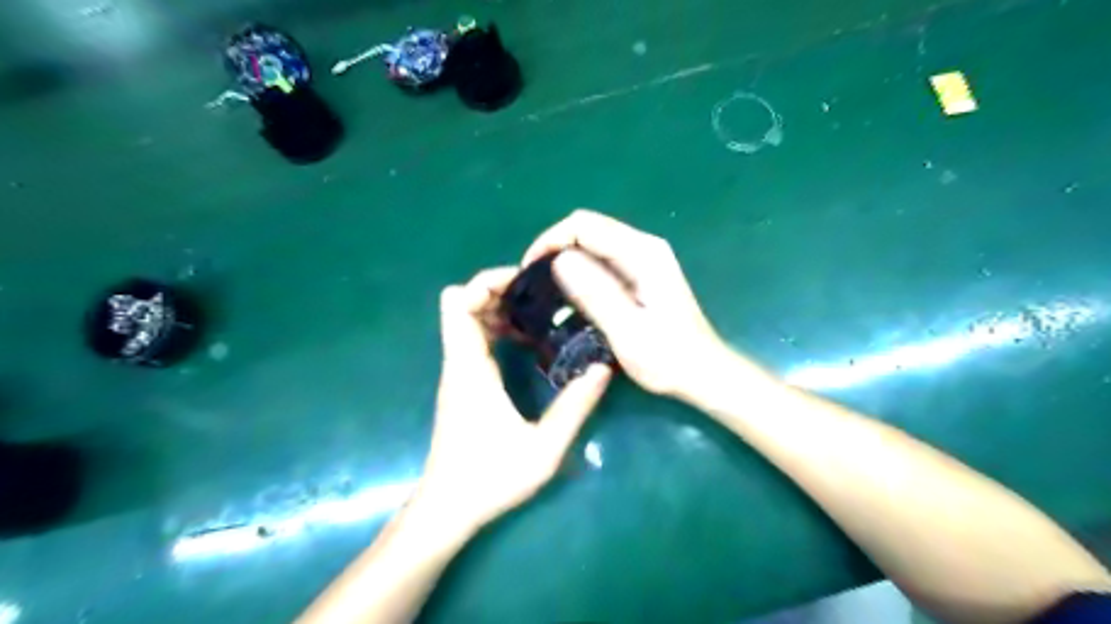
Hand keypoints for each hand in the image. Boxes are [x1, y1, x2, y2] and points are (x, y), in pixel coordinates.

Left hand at [417, 267, 610, 532]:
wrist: (448, 509)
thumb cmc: (490, 479)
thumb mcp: (543, 449)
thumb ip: (574, 408)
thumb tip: (602, 369)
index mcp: (469, 368)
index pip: (459, 303)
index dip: (487, 282)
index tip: (525, 282)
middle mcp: (458, 362)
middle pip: (462, 303)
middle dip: (499, 289)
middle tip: (541, 295)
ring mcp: (458, 372)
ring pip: (467, 318)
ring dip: (499, 307)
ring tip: (539, 312)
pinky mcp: (462, 383)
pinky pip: (473, 338)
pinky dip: (496, 327)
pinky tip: (527, 340)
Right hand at [525, 207, 736, 395]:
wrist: (703, 373)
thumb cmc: (667, 357)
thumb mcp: (627, 330)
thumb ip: (595, 294)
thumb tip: (558, 260)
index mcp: (642, 253)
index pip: (584, 225)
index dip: (551, 240)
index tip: (529, 269)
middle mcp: (644, 247)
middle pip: (588, 228)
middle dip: (555, 247)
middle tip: (534, 280)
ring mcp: (644, 259)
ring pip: (593, 243)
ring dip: (566, 258)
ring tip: (545, 287)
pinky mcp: (641, 274)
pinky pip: (602, 259)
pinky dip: (581, 269)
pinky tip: (570, 293)